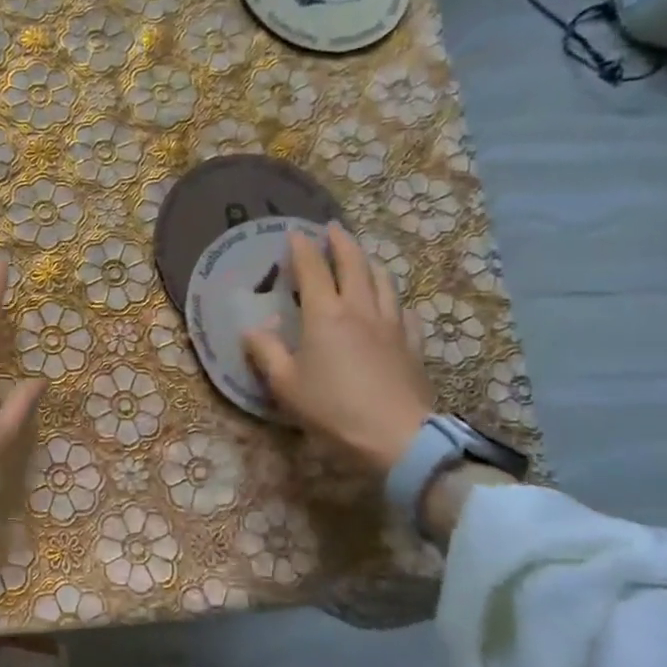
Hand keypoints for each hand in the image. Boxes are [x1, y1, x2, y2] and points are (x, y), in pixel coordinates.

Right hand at [243, 224, 434, 476]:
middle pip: (354, 264)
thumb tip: (253, 329)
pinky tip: (393, 304)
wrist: (399, 437)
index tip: (295, 232)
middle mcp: (360, 309)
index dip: (302, 248)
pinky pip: (404, 311)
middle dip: (341, 242)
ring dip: (370, 263)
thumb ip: (266, 352)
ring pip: (384, 281)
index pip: (312, 269)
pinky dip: (394, 299)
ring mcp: (391, 325)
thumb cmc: (333, 409)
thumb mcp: (285, 384)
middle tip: (333, 228)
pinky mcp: (413, 345)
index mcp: (325, 315)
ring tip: (362, 257)